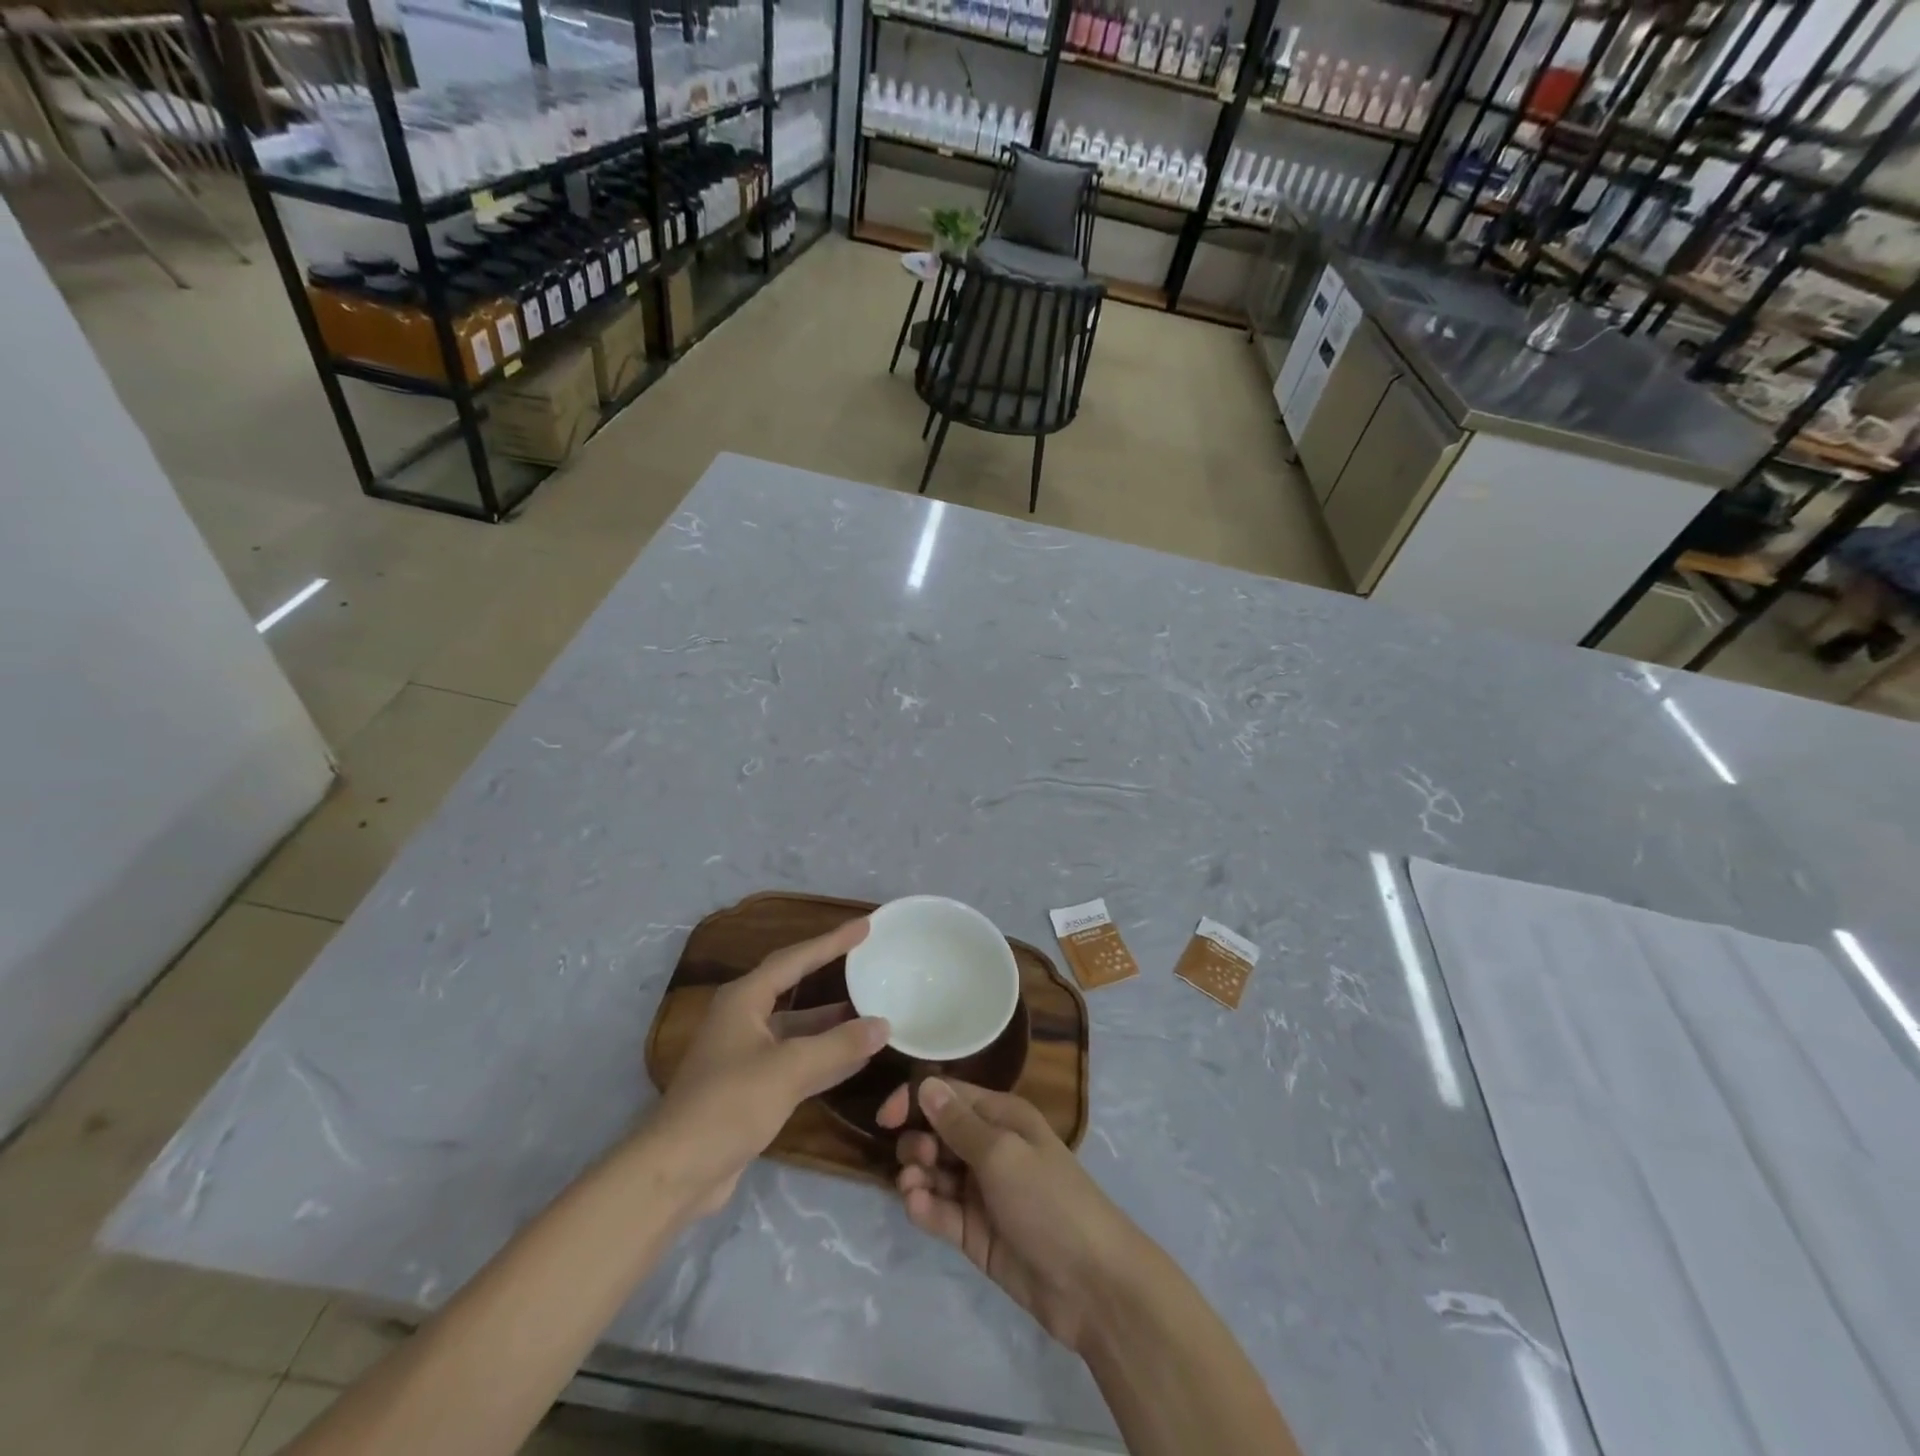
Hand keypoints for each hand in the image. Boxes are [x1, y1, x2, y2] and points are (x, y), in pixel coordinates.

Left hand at [645, 918, 887, 1218]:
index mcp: (744, 1000)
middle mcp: (744, 1019)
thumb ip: (838, 1045)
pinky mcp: (752, 1087)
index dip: (831, 941)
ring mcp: (747, 1054)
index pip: (795, 959)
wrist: (677, 1172)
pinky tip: (857, 1058)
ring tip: (874, 1010)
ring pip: (798, 1028)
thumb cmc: (729, 1105)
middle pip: (795, 987)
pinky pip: (797, 1060)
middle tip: (868, 961)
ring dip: (833, 1023)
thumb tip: (883, 1025)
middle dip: (832, 975)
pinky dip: (825, 1057)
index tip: (865, 926)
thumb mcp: (789, 1070)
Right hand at [877, 1078, 1147, 1353]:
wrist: (1090, 1283)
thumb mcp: (1002, 1153)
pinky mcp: (974, 1232)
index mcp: (1001, 1116)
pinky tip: (918, 1209)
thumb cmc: (1048, 1200)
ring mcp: (980, 1191)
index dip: (915, 1101)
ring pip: (933, 1172)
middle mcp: (989, 1147)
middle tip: (918, 1162)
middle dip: (917, 1142)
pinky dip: (924, 1208)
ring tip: (916, 1190)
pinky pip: (939, 1211)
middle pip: (937, 1132)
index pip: (949, 1095)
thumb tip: (925, 1084)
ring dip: (916, 1176)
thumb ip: (959, 1123)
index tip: (885, 1119)